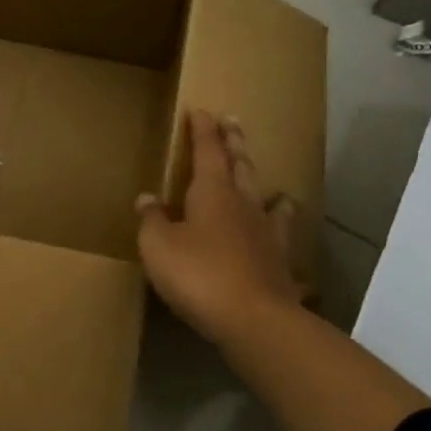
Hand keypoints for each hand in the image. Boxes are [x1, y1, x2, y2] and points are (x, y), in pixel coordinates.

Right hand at [135, 110, 301, 344]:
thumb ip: (152, 220)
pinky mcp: (279, 262)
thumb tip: (147, 198)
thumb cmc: (199, 274)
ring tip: (272, 185)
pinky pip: (280, 238)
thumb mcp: (158, 246)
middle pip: (241, 165)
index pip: (208, 150)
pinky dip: (280, 232)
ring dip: (263, 186)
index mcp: (212, 191)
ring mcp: (266, 233)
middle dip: (235, 142)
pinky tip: (283, 240)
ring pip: (266, 198)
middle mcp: (243, 204)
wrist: (255, 319)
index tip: (201, 111)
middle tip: (234, 122)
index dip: (203, 130)